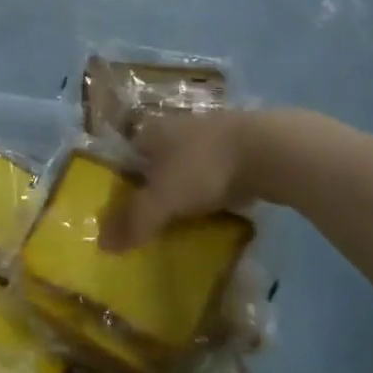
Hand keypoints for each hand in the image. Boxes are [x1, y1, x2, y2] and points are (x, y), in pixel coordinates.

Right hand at [100, 109, 263, 250]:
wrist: (270, 151)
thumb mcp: (162, 199)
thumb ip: (134, 221)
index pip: (125, 156)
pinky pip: (215, 173)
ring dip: (185, 188)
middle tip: (153, 218)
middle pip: (156, 161)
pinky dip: (213, 190)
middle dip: (154, 187)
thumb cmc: (203, 167)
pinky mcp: (241, 148)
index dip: (121, 182)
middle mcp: (176, 127)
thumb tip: (102, 245)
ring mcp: (211, 135)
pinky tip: (216, 210)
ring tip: (184, 219)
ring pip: (187, 166)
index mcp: (150, 132)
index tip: (124, 209)